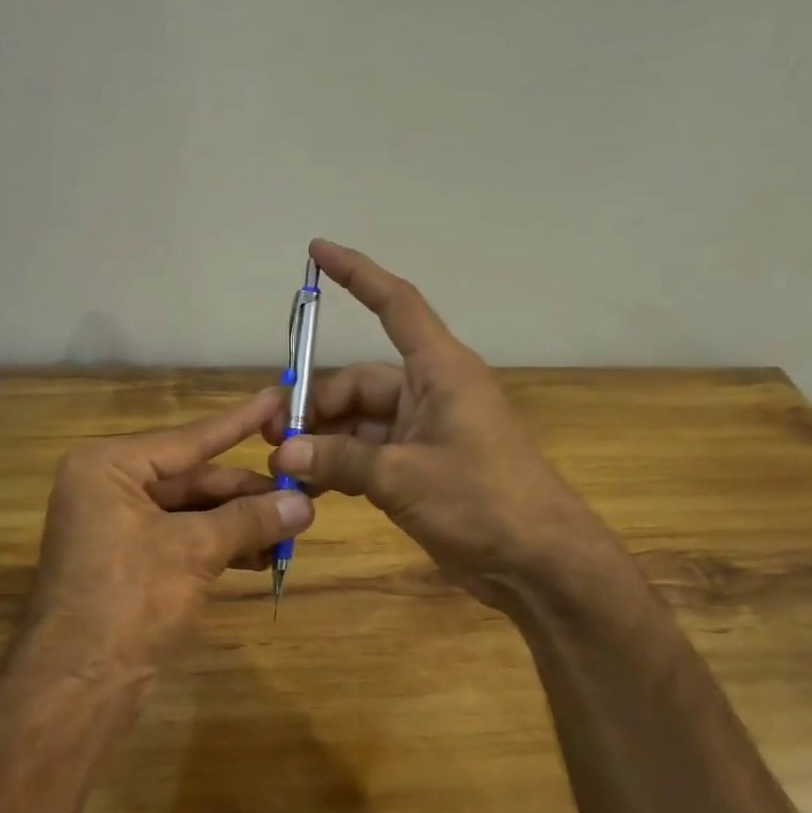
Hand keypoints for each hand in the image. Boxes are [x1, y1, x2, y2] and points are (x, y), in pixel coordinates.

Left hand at [25, 389, 312, 691]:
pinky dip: (223, 546)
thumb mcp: (195, 550)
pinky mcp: (131, 563)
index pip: (190, 438)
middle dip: (248, 492)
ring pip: (194, 513)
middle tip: (303, 492)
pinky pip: (186, 540)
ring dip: (242, 522)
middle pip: (195, 479)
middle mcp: (110, 488)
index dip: (240, 421)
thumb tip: (305, 502)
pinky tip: (263, 555)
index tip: (279, 398)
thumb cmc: (128, 599)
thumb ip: (251, 519)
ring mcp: (119, 527)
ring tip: (293, 528)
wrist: (78, 686)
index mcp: (109, 466)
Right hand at [265, 240, 604, 609]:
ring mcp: (426, 433)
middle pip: (360, 381)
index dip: (357, 275)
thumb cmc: (482, 500)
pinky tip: (310, 486)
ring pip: (360, 423)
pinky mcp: (421, 469)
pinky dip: (342, 466)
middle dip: (316, 406)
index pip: (395, 305)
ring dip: (324, 441)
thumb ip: (340, 460)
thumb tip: (284, 453)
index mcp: (440, 371)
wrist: (537, 561)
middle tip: (274, 439)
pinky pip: (370, 455)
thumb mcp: (403, 476)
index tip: (318, 251)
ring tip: (283, 467)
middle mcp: (431, 393)